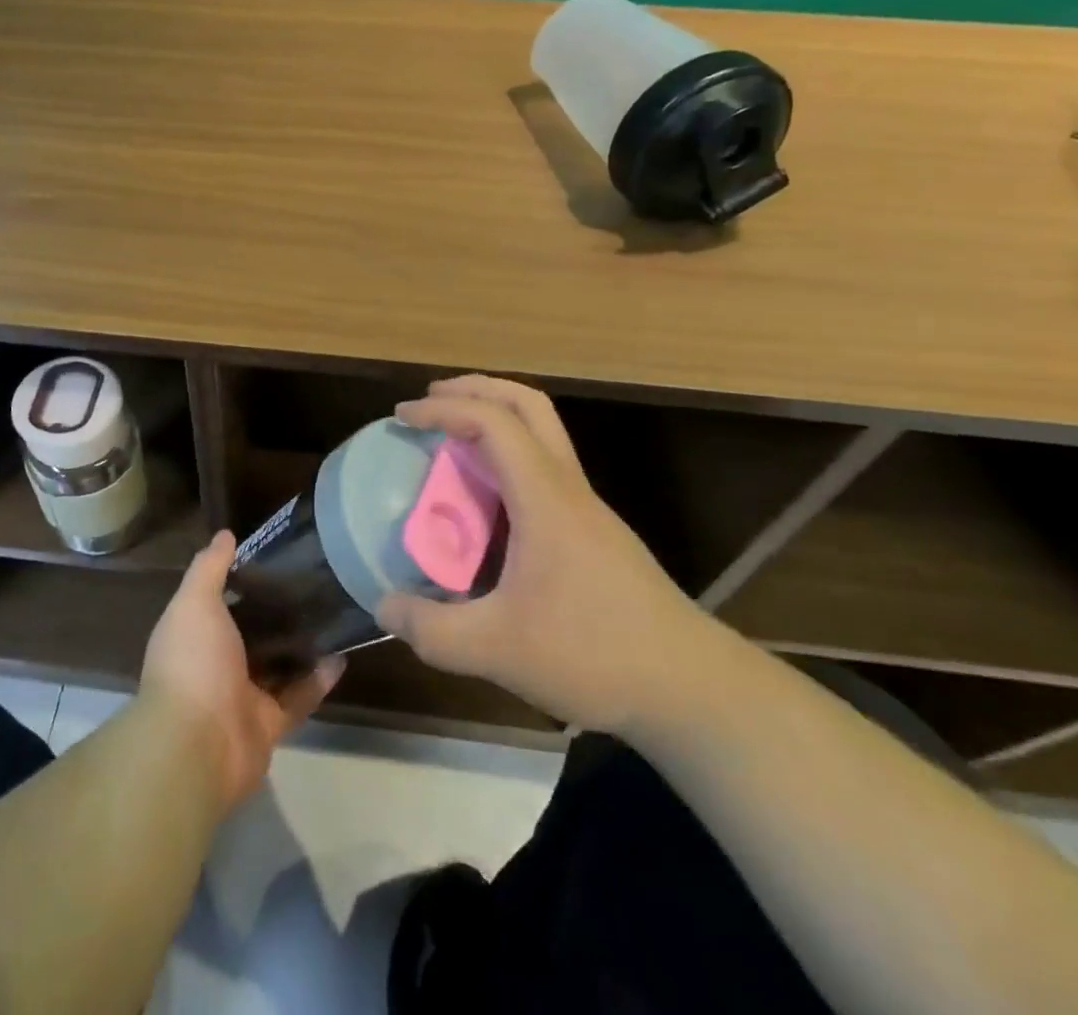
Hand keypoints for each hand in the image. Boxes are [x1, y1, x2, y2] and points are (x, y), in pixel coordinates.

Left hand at [140, 530, 342, 809]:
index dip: (241, 579)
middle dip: (277, 611)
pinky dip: (318, 680)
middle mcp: (215, 663)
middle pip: (250, 632)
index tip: (275, 556)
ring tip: (333, 613)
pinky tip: (341, 656)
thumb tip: (225, 535)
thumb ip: (209, 568)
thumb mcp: (195, 602)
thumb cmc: (193, 662)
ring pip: (277, 665)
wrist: (198, 745)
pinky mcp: (269, 724)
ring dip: (301, 645)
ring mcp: (242, 696)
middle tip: (313, 582)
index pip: (217, 600)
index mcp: (193, 634)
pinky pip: (298, 697)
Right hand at [377, 376, 714, 731]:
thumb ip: (432, 630)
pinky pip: (545, 468)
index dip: (444, 408)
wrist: (692, 689)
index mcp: (545, 498)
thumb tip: (385, 606)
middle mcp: (568, 488)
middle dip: (476, 389)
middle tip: (432, 399)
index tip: (403, 416)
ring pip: (543, 433)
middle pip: (528, 404)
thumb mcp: (498, 649)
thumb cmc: (596, 655)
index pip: (494, 422)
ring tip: (451, 442)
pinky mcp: (595, 532)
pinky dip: (508, 457)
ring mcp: (587, 508)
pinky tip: (486, 502)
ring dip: (496, 419)